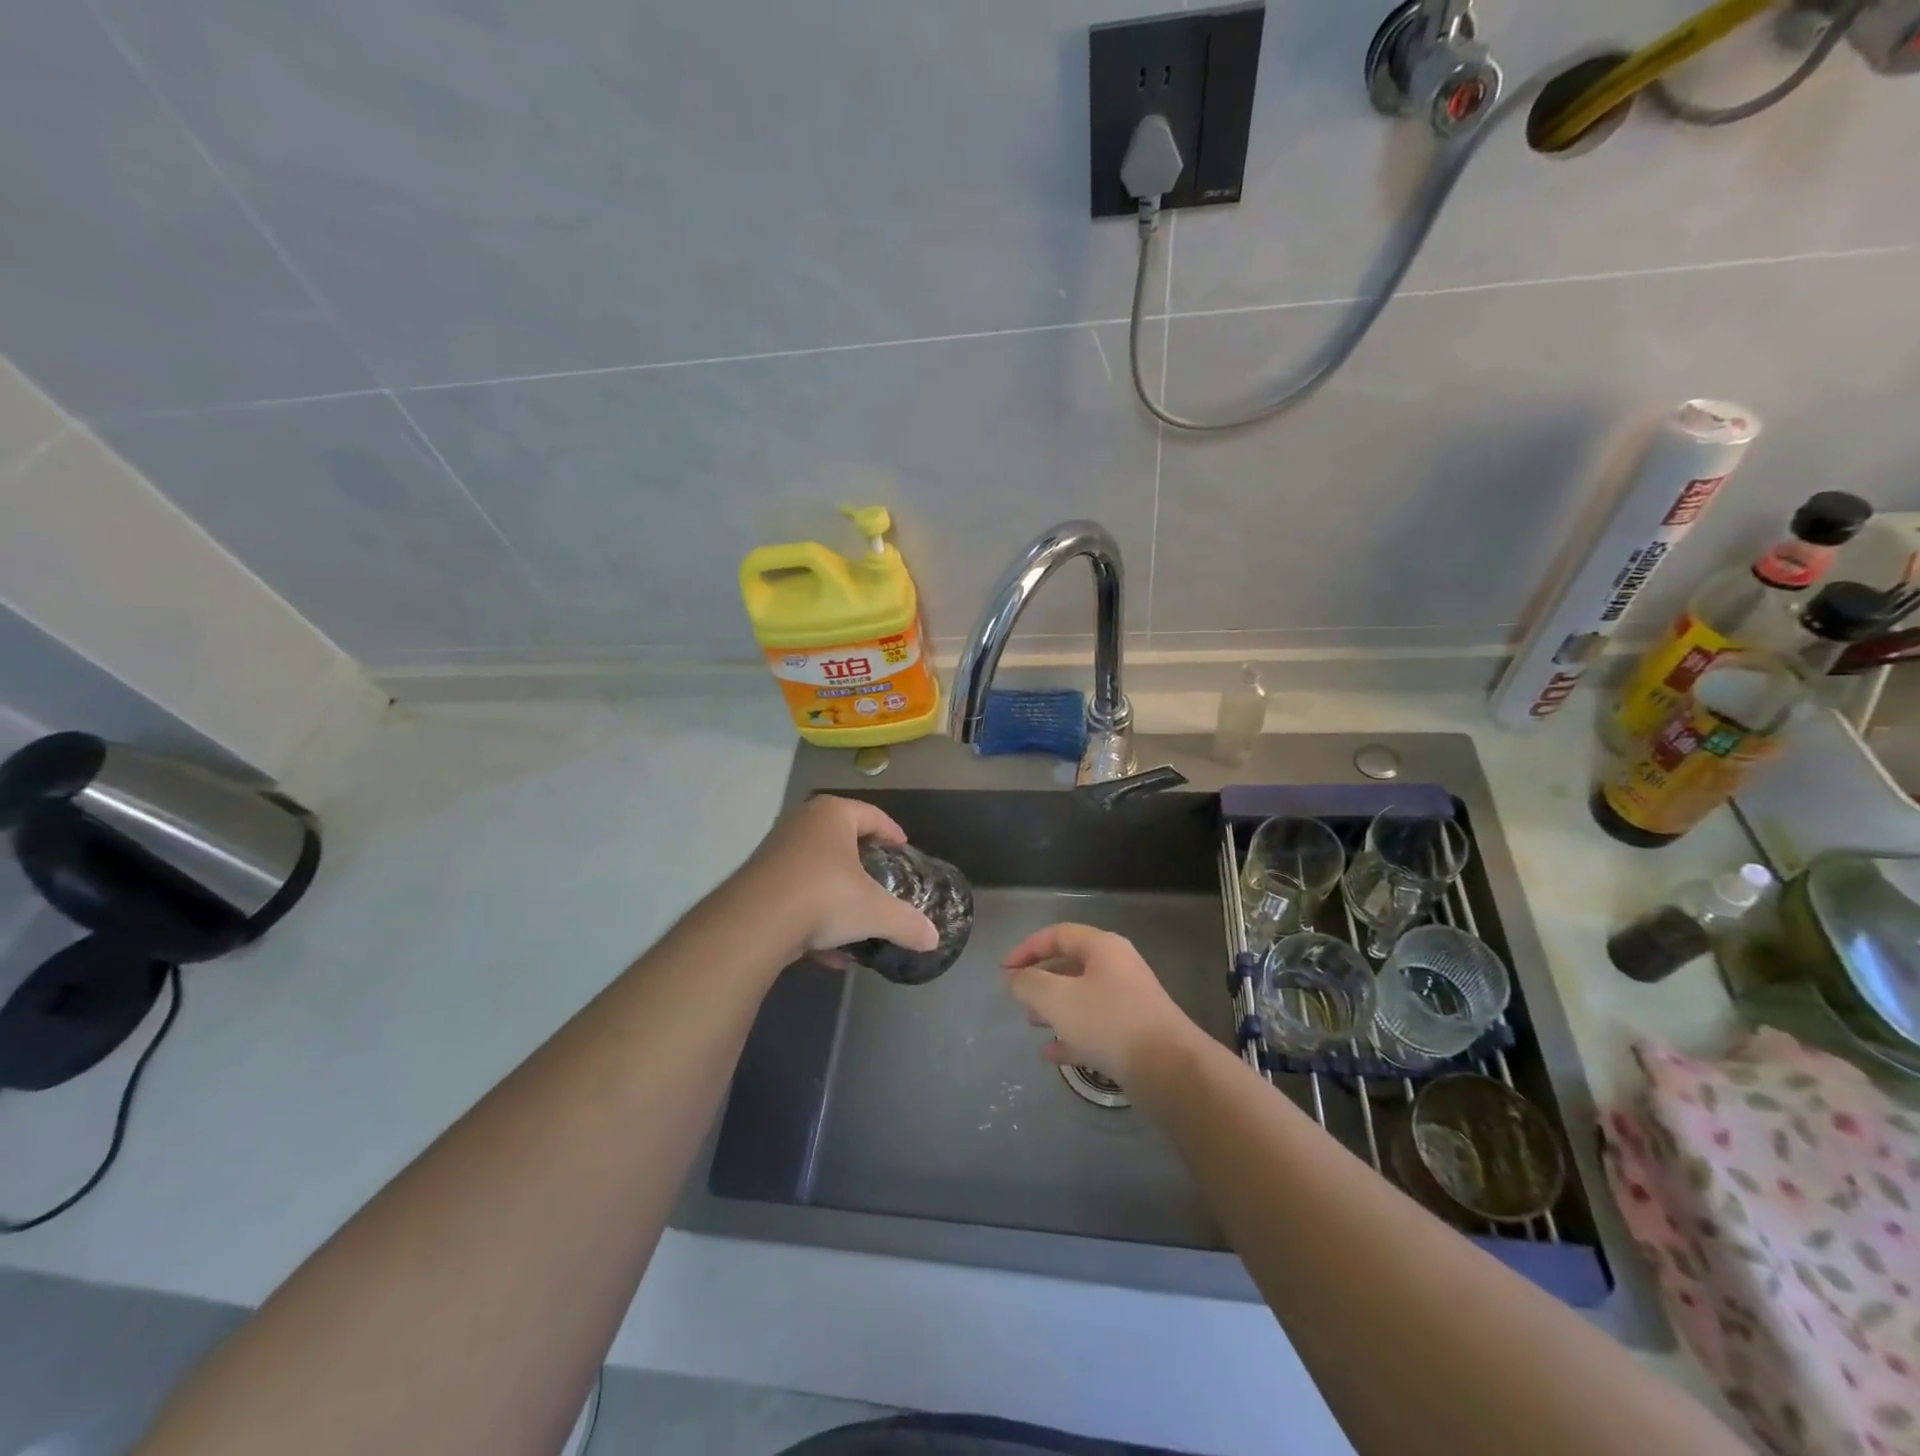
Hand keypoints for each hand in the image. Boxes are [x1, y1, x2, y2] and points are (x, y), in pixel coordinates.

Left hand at [738, 795, 939, 961]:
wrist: (754, 923)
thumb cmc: (824, 897)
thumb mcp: (875, 912)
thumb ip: (907, 923)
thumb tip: (934, 939)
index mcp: (833, 815)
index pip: (871, 815)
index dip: (891, 831)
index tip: (902, 848)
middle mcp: (802, 824)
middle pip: (840, 837)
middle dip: (861, 859)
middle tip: (880, 876)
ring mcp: (775, 851)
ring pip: (816, 868)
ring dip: (836, 891)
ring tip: (856, 916)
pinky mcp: (758, 882)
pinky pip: (796, 895)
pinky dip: (814, 917)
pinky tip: (830, 953)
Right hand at [1002, 923, 1200, 1084]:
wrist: (1169, 1069)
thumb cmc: (1108, 1022)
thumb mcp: (1057, 999)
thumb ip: (1028, 984)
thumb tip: (1014, 979)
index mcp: (1102, 947)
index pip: (1058, 934)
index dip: (1027, 949)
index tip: (1004, 970)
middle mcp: (1117, 968)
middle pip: (1070, 965)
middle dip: (1040, 980)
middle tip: (1018, 997)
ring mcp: (1128, 1001)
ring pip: (1082, 997)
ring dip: (1054, 1008)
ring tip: (1031, 1023)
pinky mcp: (1134, 1033)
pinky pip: (1095, 1027)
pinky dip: (1072, 1035)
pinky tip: (1051, 1054)